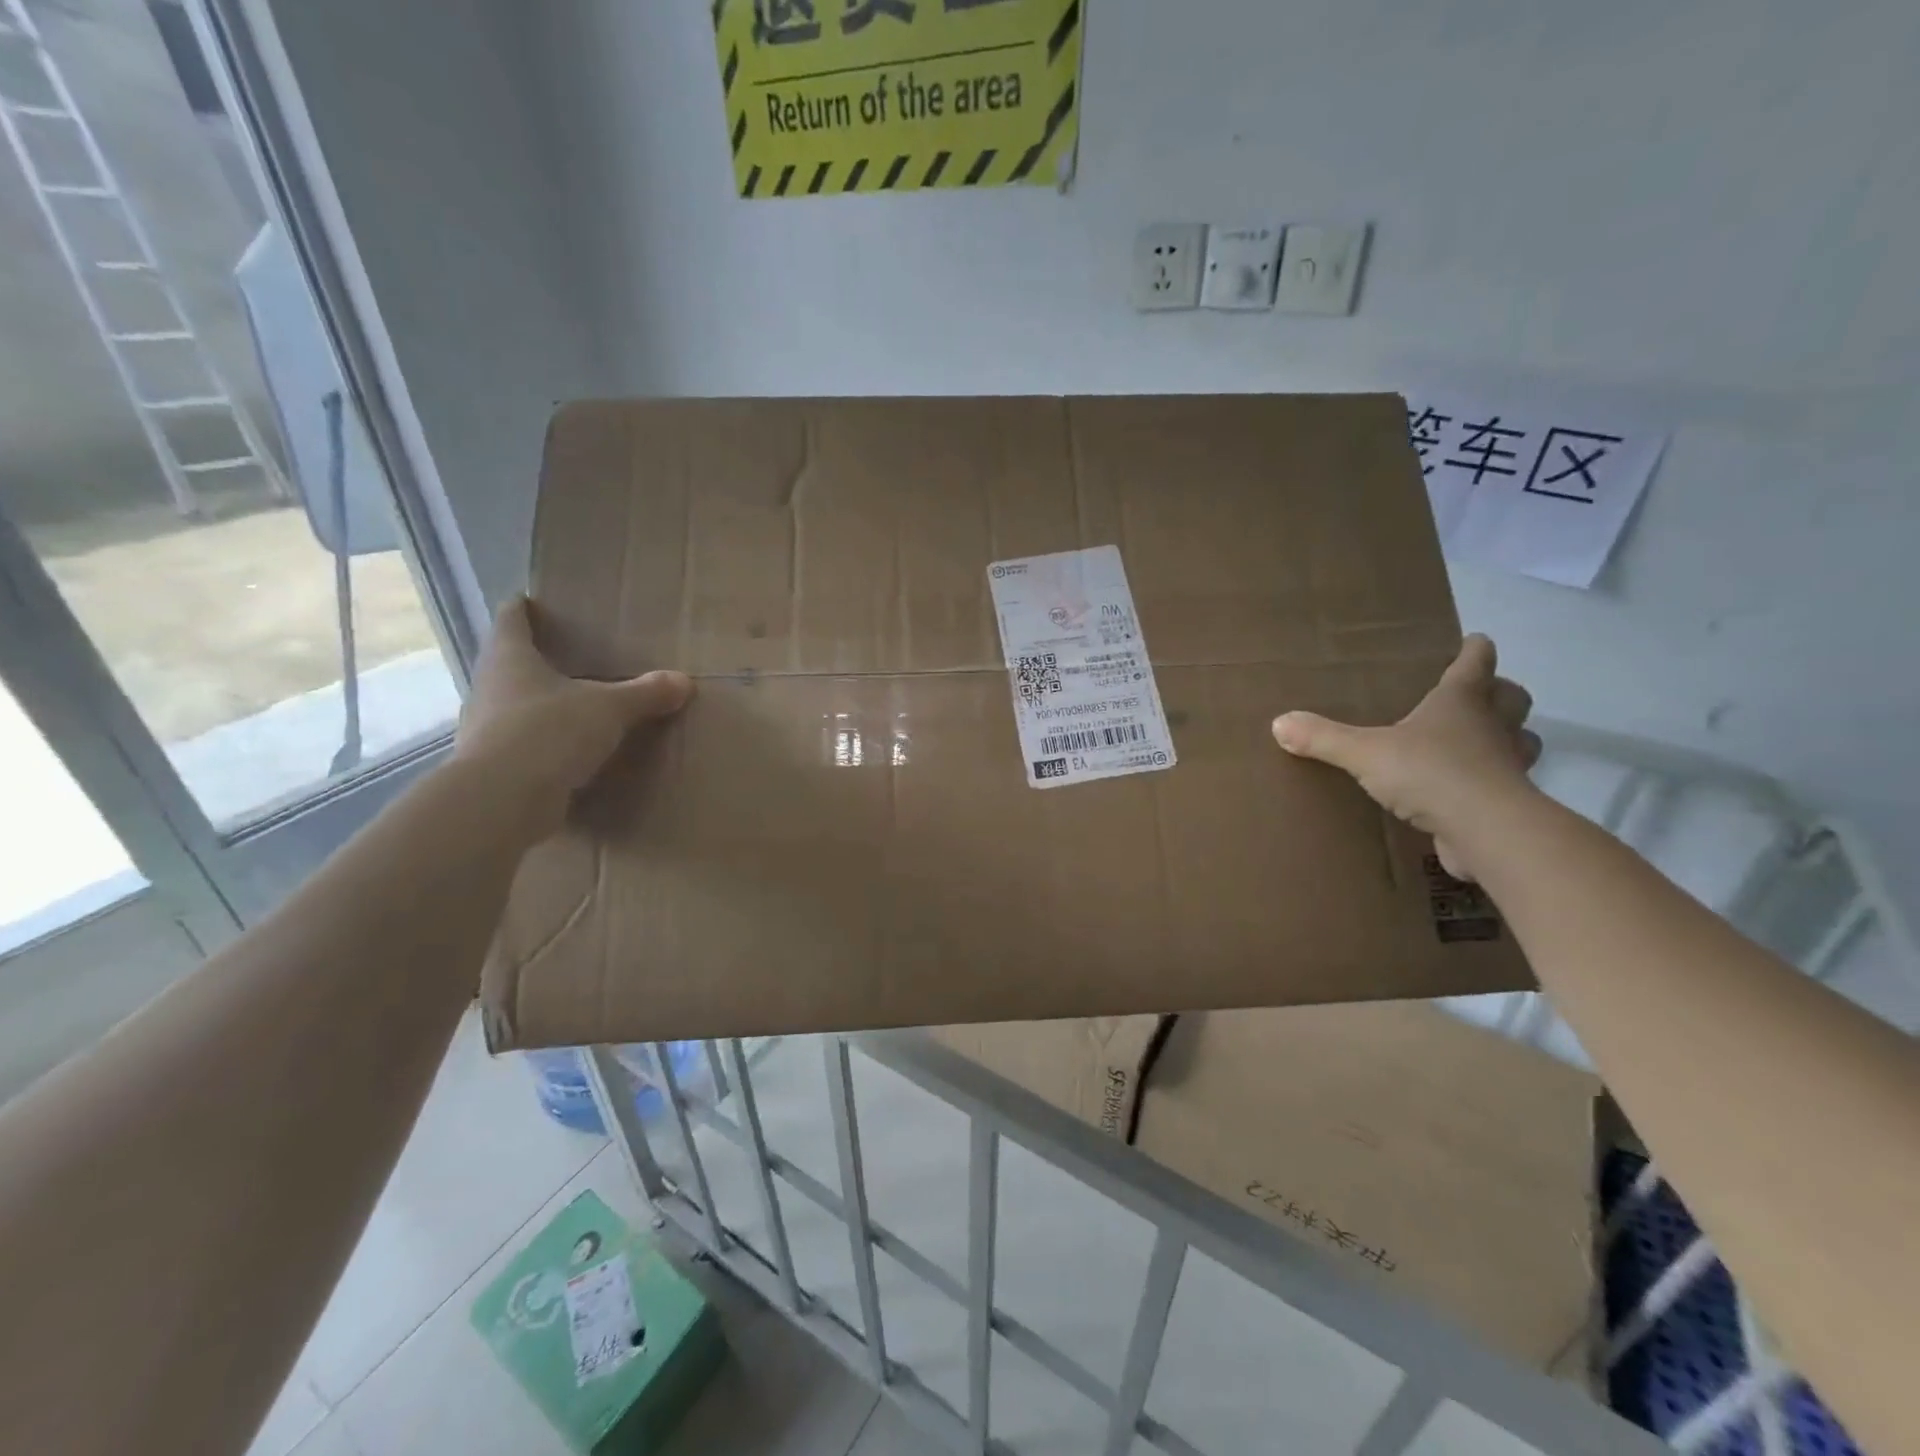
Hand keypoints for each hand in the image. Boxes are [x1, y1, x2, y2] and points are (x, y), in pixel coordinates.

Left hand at [455, 596, 692, 838]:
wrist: (502, 801)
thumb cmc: (548, 732)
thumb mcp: (609, 708)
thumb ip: (645, 694)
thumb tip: (683, 681)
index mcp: (510, 658)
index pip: (511, 619)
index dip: (523, 608)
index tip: (535, 601)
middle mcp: (490, 687)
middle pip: (511, 663)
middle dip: (539, 660)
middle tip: (575, 657)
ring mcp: (487, 729)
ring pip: (517, 706)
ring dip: (543, 706)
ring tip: (579, 707)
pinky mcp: (496, 767)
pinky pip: (526, 746)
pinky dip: (547, 745)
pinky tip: (573, 753)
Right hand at [1271, 634, 1539, 879]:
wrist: (1486, 831)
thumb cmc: (1430, 773)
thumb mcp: (1365, 753)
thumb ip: (1323, 738)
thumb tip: (1279, 723)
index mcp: (1460, 702)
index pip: (1475, 663)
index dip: (1474, 650)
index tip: (1474, 640)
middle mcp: (1492, 726)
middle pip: (1512, 698)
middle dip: (1501, 692)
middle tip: (1481, 694)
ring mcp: (1507, 765)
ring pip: (1521, 740)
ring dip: (1508, 736)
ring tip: (1481, 742)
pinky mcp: (1509, 803)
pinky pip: (1507, 783)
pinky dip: (1494, 780)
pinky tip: (1469, 790)